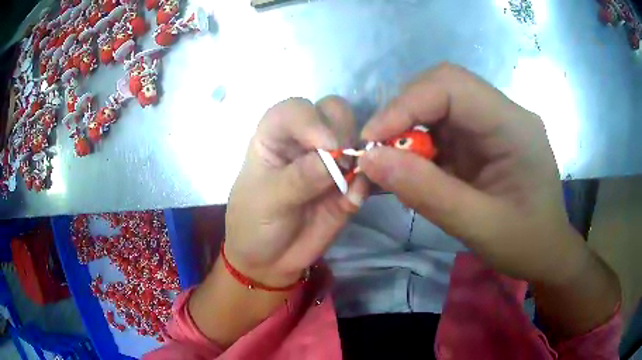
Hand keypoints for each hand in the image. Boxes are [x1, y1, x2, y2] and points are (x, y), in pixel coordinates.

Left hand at [225, 97, 367, 286]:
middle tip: (341, 162)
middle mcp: (304, 140)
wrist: (269, 261)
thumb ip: (300, 178)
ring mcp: (329, 161)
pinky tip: (354, 197)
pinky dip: (367, 180)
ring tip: (349, 180)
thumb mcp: (268, 199)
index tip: (327, 146)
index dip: (312, 120)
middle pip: (333, 111)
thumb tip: (336, 158)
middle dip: (342, 129)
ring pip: (356, 136)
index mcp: (275, 135)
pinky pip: (366, 173)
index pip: (296, 109)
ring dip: (360, 151)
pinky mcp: (347, 184)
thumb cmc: (253, 223)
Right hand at [358, 63, 586, 284]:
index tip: (371, 140)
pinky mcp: (481, 138)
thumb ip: (428, 193)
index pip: (453, 86)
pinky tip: (409, 170)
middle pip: (442, 87)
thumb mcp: (480, 227)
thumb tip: (369, 161)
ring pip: (437, 105)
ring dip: (406, 130)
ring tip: (389, 165)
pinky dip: (417, 145)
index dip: (406, 104)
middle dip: (403, 113)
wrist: (546, 252)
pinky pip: (441, 127)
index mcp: (514, 125)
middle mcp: (503, 113)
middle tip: (377, 152)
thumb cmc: (526, 243)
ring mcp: (491, 123)